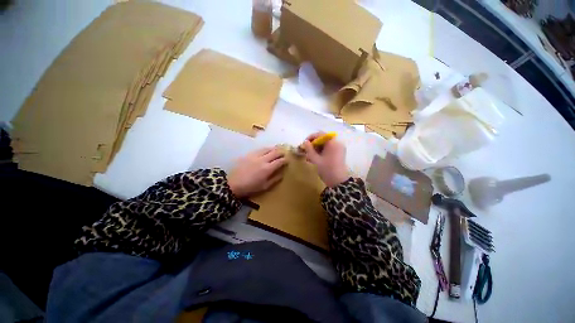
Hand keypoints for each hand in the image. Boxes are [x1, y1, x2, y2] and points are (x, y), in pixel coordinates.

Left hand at [228, 147, 287, 197]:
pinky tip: (266, 151)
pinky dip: (265, 149)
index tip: (287, 160)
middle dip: (281, 152)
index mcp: (268, 169)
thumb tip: (282, 173)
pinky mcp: (248, 154)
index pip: (279, 161)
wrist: (233, 184)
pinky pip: (259, 149)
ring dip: (273, 149)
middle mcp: (263, 160)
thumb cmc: (250, 187)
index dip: (285, 160)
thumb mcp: (265, 186)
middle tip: (283, 153)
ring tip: (276, 150)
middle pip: (275, 152)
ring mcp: (255, 156)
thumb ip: (275, 179)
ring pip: (267, 149)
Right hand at [302, 132, 348, 186]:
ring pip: (325, 145)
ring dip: (316, 149)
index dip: (311, 137)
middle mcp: (337, 143)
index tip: (304, 144)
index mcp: (332, 143)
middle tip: (306, 151)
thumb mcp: (315, 159)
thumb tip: (305, 142)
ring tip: (309, 157)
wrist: (338, 182)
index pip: (320, 134)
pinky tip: (315, 159)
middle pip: (323, 139)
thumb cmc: (327, 170)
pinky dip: (321, 152)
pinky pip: (329, 149)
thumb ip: (309, 149)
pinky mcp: (339, 154)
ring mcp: (339, 149)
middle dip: (313, 144)